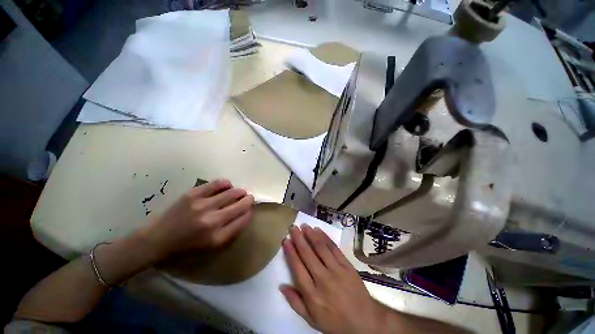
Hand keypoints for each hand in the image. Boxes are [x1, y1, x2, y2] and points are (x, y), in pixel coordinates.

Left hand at [141, 179, 253, 261]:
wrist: (158, 238)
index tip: (250, 208)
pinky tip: (227, 186)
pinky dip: (227, 184)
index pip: (245, 219)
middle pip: (242, 204)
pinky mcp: (193, 194)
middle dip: (249, 200)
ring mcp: (203, 205)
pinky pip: (218, 183)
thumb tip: (246, 212)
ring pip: (233, 192)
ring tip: (239, 192)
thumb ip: (232, 230)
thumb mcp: (213, 246)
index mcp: (218, 237)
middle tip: (248, 198)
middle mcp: (213, 220)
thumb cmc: (187, 245)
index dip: (250, 211)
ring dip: (240, 192)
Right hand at [281, 225, 386, 333]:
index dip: (291, 252)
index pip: (298, 268)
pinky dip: (325, 238)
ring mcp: (336, 271)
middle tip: (293, 227)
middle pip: (308, 254)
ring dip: (311, 235)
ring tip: (304, 226)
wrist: (364, 321)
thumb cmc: (335, 321)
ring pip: (321, 248)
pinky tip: (319, 231)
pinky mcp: (347, 265)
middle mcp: (323, 279)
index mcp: (312, 294)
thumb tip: (281, 285)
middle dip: (299, 239)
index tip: (286, 240)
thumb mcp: (312, 320)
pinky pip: (334, 248)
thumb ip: (295, 302)